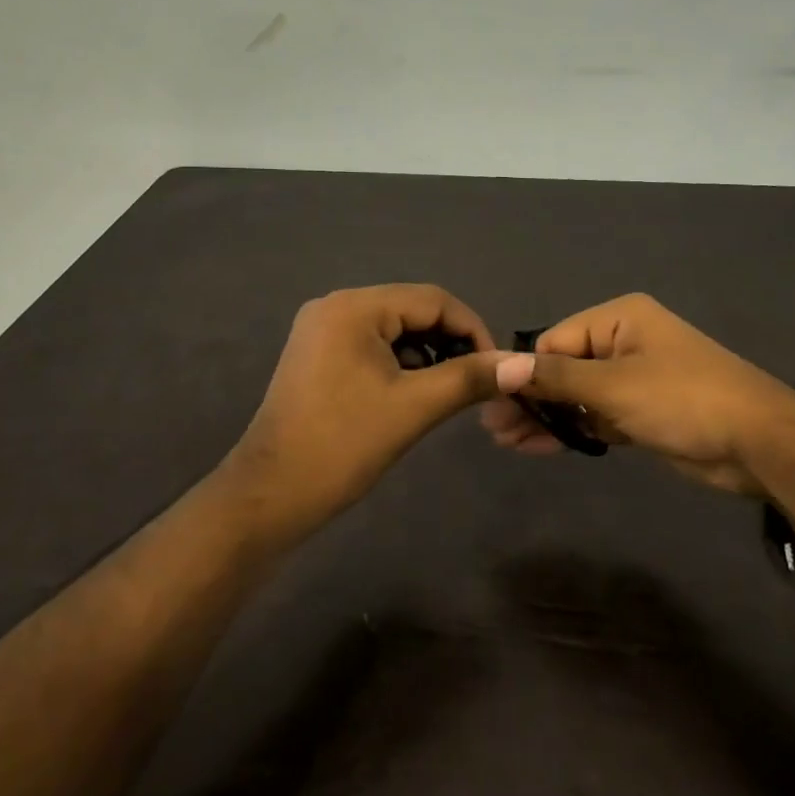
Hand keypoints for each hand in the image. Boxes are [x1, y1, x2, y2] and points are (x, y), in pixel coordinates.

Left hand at [228, 284, 521, 537]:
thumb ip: (470, 378)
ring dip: (426, 353)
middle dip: (449, 341)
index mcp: (354, 307)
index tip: (496, 367)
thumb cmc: (344, 445)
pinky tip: (412, 392)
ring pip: (392, 329)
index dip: (472, 329)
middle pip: (411, 310)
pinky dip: (399, 363)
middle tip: (475, 380)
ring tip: (447, 390)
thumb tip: (522, 364)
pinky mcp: (316, 356)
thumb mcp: (415, 407)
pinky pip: (371, 345)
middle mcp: (334, 306)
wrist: (272, 495)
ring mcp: (320, 331)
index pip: (432, 299)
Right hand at [479, 293, 794, 495]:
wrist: (759, 443)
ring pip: (579, 395)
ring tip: (507, 442)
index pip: (556, 341)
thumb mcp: (613, 385)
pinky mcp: (643, 412)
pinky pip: (597, 416)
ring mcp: (635, 378)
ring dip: (547, 417)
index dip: (525, 373)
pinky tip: (540, 446)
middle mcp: (624, 341)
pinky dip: (574, 429)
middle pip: (564, 368)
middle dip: (532, 398)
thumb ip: (556, 377)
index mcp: (619, 319)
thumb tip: (500, 367)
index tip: (495, 404)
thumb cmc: (683, 400)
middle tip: (495, 429)